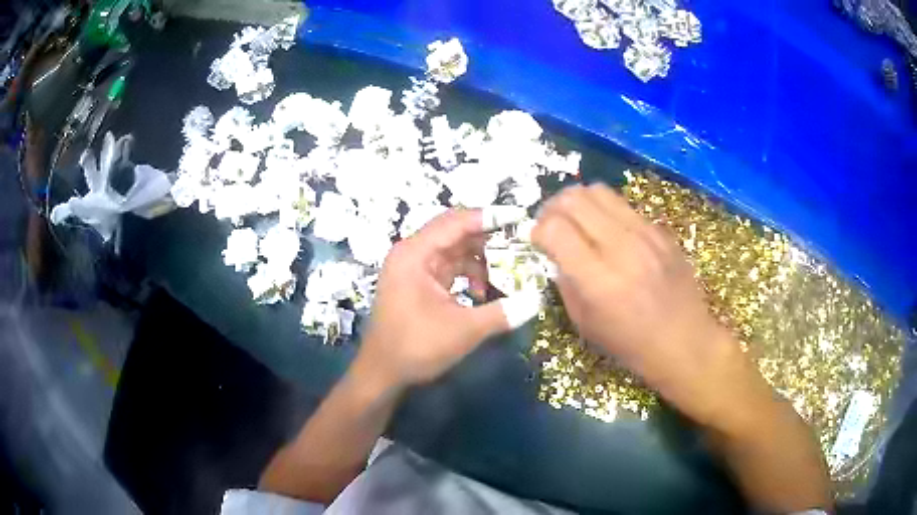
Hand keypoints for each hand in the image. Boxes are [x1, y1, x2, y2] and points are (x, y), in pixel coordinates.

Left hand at [357, 209, 510, 389]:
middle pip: (455, 232)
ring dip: (480, 259)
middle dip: (488, 238)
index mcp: (415, 254)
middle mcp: (412, 253)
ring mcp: (413, 268)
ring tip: (508, 271)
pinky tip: (483, 292)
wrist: (382, 373)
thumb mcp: (463, 330)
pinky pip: (449, 267)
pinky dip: (468, 274)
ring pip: (454, 250)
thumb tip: (538, 299)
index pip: (456, 222)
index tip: (520, 218)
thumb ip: (502, 312)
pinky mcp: (418, 283)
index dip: (489, 217)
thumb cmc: (416, 347)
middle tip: (521, 243)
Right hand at [531, 183, 762, 425]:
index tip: (538, 241)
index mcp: (598, 280)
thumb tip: (557, 253)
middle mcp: (621, 248)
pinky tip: (607, 231)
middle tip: (551, 224)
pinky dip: (605, 211)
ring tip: (576, 219)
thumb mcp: (586, 324)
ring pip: (599, 191)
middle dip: (553, 207)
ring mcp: (645, 234)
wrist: (685, 342)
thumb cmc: (632, 345)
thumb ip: (566, 282)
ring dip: (577, 201)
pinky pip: (623, 205)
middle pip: (574, 199)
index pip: (555, 229)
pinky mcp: (660, 230)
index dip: (538, 230)